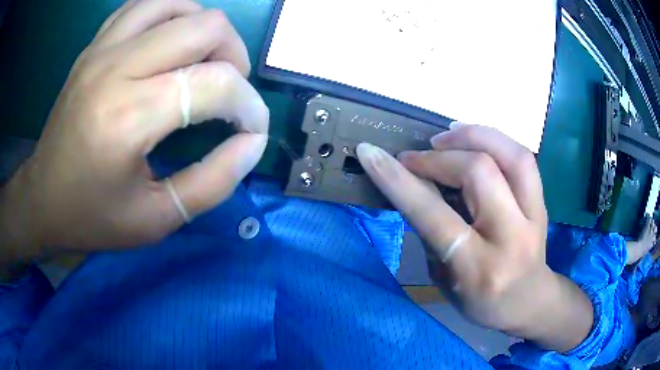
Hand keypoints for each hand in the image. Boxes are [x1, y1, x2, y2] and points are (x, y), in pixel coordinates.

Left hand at [0, 0, 268, 262]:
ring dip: (203, 29)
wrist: (42, 199)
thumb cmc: (93, 217)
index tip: (251, 130)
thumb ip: (213, 183)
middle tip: (227, 92)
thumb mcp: (156, 219)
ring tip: (200, 63)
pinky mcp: (95, 45)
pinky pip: (145, 4)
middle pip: (206, 26)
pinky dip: (170, 16)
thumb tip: (253, 143)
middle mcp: (115, 67)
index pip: (215, 84)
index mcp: (127, 118)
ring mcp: (102, 48)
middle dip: (234, 57)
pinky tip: (169, 44)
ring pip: (178, 3)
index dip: (249, 106)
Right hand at [357, 123, 592, 351]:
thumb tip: (416, 186)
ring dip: (472, 136)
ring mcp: (534, 216)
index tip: (370, 153)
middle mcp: (510, 237)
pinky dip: (495, 139)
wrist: (529, 302)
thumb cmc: (481, 302)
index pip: (435, 215)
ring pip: (510, 156)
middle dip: (437, 158)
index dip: (399, 180)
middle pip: (478, 173)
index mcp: (478, 268)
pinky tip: (473, 138)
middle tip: (413, 158)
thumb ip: (431, 233)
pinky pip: (523, 158)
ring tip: (444, 137)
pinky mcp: (542, 203)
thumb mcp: (444, 280)